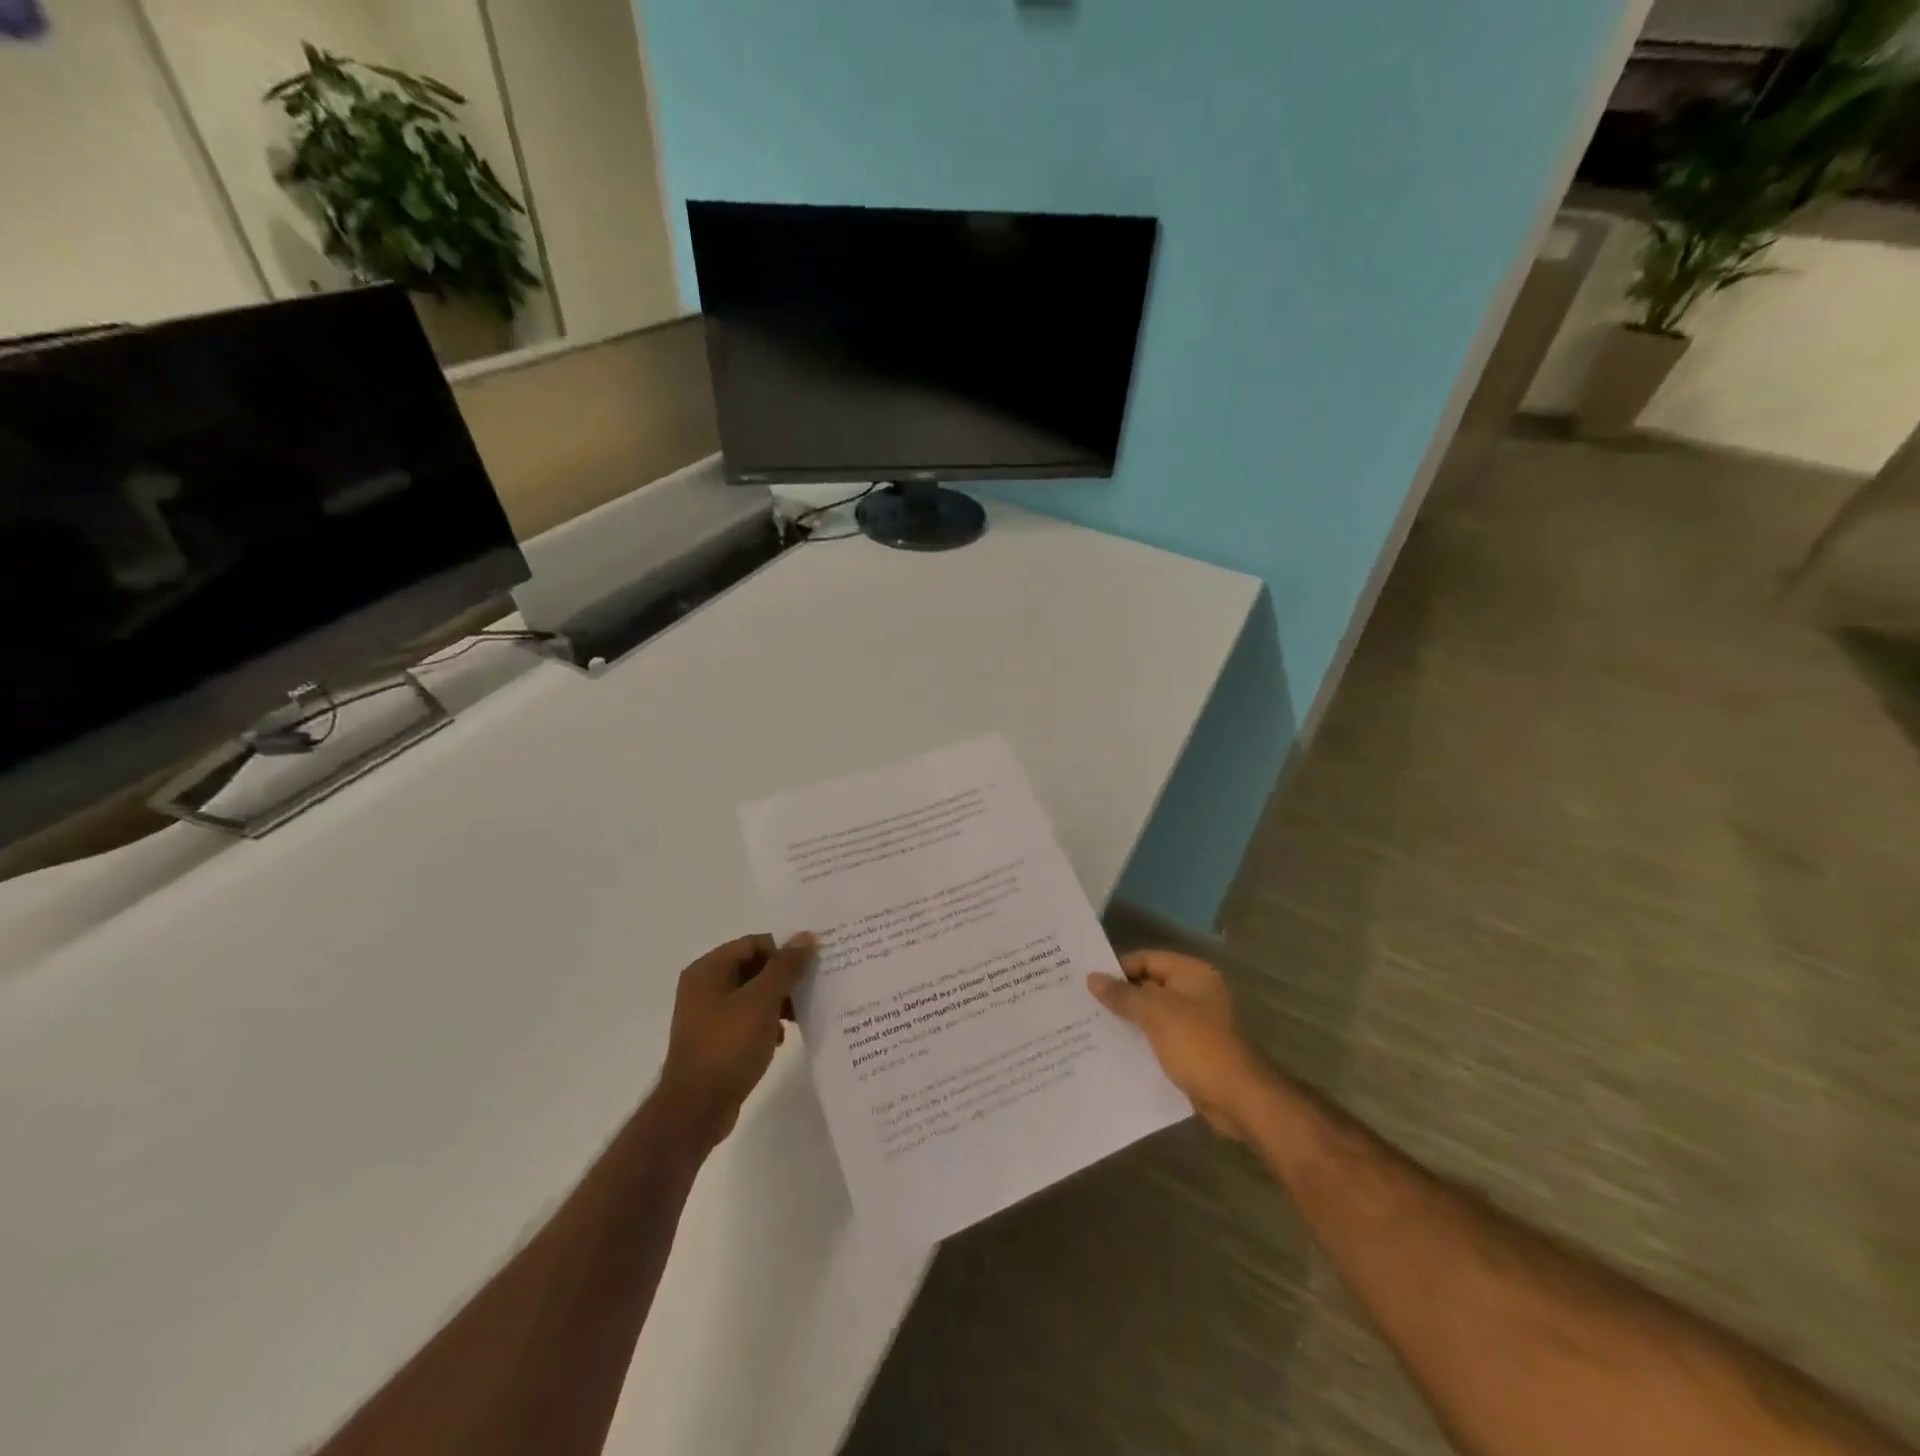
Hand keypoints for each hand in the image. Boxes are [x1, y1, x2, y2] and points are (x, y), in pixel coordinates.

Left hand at [656, 934, 814, 1147]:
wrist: (696, 1109)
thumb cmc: (727, 1047)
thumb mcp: (762, 1002)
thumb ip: (785, 967)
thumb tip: (806, 936)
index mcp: (708, 970)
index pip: (753, 944)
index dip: (783, 951)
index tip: (811, 966)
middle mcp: (704, 987)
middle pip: (753, 968)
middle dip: (783, 978)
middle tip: (811, 988)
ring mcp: (708, 1015)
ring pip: (752, 995)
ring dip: (777, 1001)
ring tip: (801, 1015)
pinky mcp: (716, 1040)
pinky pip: (747, 1019)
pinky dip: (766, 1022)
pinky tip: (781, 1038)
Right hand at [1087, 950, 1269, 1139]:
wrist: (1239, 1099)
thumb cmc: (1197, 1045)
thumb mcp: (1155, 1013)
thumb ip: (1123, 994)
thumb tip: (1092, 978)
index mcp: (1192, 974)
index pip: (1146, 959)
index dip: (1118, 969)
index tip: (1087, 983)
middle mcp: (1196, 992)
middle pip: (1150, 986)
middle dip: (1120, 996)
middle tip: (1085, 1005)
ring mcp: (1197, 1022)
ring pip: (1154, 1014)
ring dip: (1129, 1020)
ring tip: (1093, 1027)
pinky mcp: (1195, 1049)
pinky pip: (1162, 1037)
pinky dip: (1142, 1041)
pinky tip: (1117, 1051)